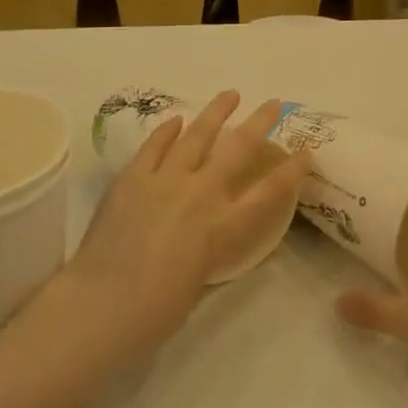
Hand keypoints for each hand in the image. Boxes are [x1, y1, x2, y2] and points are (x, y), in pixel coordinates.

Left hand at [53, 91, 310, 365]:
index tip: (306, 151)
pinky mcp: (133, 178)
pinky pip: (154, 146)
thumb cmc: (155, 313)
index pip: (269, 192)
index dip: (292, 170)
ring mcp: (165, 181)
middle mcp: (201, 195)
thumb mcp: (199, 282)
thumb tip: (204, 236)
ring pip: (197, 135)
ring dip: (216, 112)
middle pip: (238, 149)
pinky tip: (176, 120)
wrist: (101, 305)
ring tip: (229, 94)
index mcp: (223, 228)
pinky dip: (167, 131)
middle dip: (260, 122)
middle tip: (273, 103)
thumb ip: (207, 250)